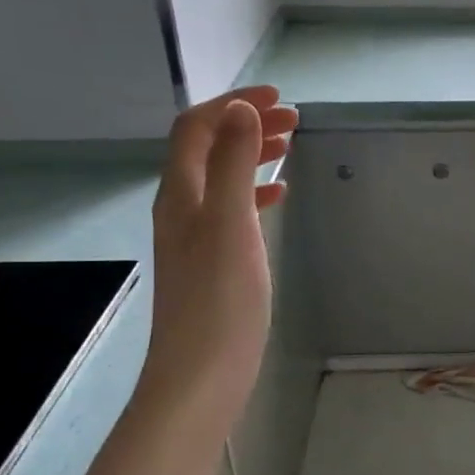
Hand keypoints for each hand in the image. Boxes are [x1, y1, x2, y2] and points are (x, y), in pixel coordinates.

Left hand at [133, 86, 297, 428]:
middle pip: (208, 148)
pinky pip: (232, 208)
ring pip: (221, 177)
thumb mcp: (230, 223)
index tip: (280, 99)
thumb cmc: (220, 299)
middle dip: (246, 124)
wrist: (201, 375)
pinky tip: (278, 194)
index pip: (196, 128)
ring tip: (288, 146)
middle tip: (293, 120)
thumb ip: (232, 164)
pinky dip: (255, 189)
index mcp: (181, 193)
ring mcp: (195, 236)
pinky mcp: (212, 261)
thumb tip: (239, 110)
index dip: (233, 104)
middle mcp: (182, 208)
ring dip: (251, 153)